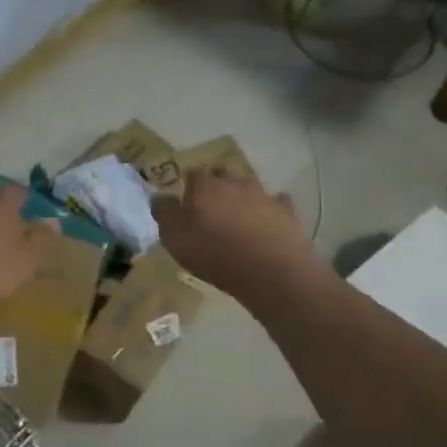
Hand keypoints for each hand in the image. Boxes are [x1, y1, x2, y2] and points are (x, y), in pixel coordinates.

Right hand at [152, 170, 312, 297]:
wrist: (271, 271)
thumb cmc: (215, 254)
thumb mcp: (174, 238)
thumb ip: (164, 213)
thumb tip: (159, 196)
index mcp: (204, 186)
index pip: (192, 174)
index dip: (188, 187)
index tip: (186, 202)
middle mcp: (234, 182)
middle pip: (222, 176)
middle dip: (216, 187)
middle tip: (211, 210)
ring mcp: (264, 195)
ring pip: (248, 188)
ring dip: (242, 199)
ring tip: (238, 220)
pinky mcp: (287, 212)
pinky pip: (276, 204)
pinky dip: (269, 211)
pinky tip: (267, 225)